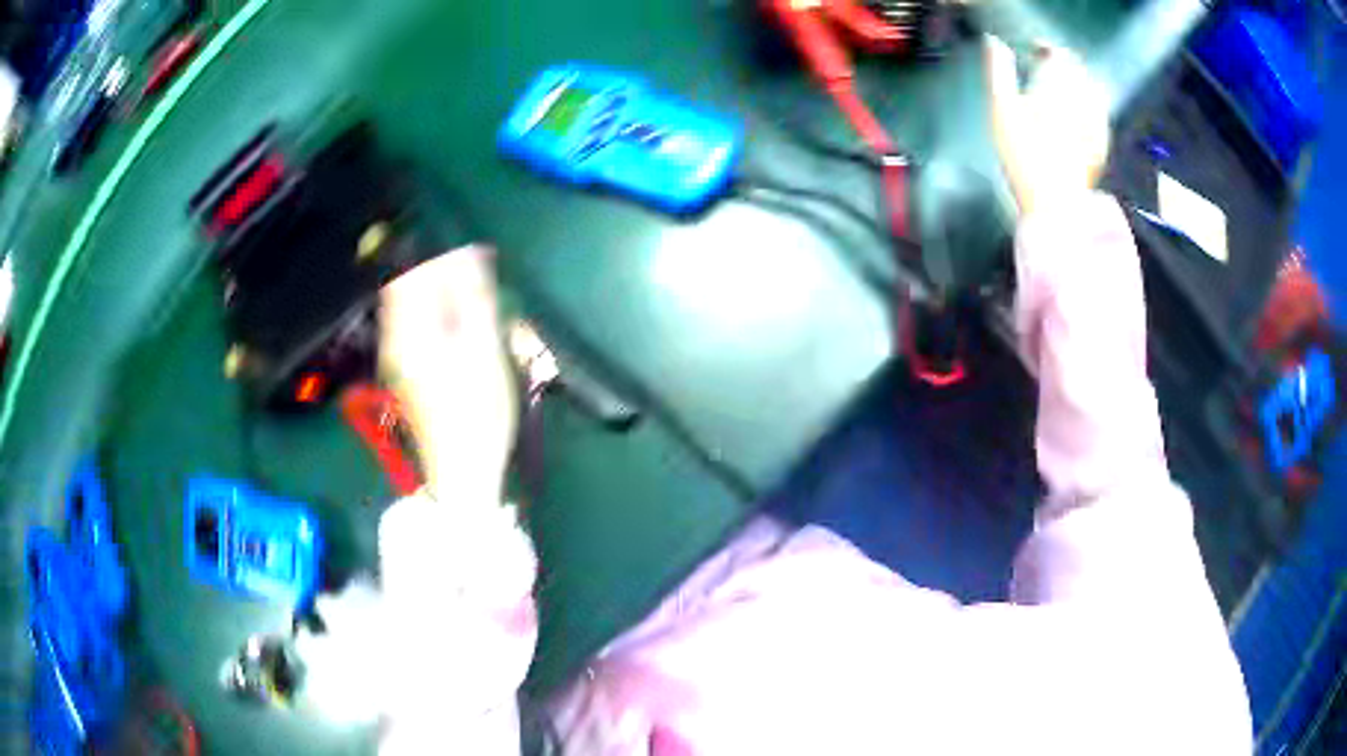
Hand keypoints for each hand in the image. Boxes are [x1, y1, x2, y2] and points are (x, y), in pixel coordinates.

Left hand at [379, 245, 516, 503]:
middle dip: (438, 273)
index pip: (411, 274)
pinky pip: (415, 326)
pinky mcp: (407, 372)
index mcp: (410, 333)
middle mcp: (395, 341)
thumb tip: (471, 255)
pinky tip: (461, 324)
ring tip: (472, 294)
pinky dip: (436, 314)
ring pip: (409, 307)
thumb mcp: (484, 352)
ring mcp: (398, 358)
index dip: (438, 255)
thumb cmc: (478, 414)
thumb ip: (475, 300)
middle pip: (405, 288)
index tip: (471, 251)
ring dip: (438, 293)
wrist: (462, 473)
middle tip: (475, 272)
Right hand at [984, 35, 1110, 216]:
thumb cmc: (1024, 157)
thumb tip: (994, 42)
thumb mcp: (1001, 111)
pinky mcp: (1102, 148)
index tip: (1033, 51)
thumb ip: (998, 71)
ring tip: (1063, 90)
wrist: (1057, 207)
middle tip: (1046, 69)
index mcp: (1059, 87)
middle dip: (1063, 65)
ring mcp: (1097, 126)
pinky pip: (1100, 116)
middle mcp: (1083, 100)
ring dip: (1078, 84)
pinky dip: (1089, 107)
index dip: (1046, 49)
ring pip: (1093, 92)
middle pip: (1079, 72)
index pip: (1059, 55)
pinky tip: (1080, 115)